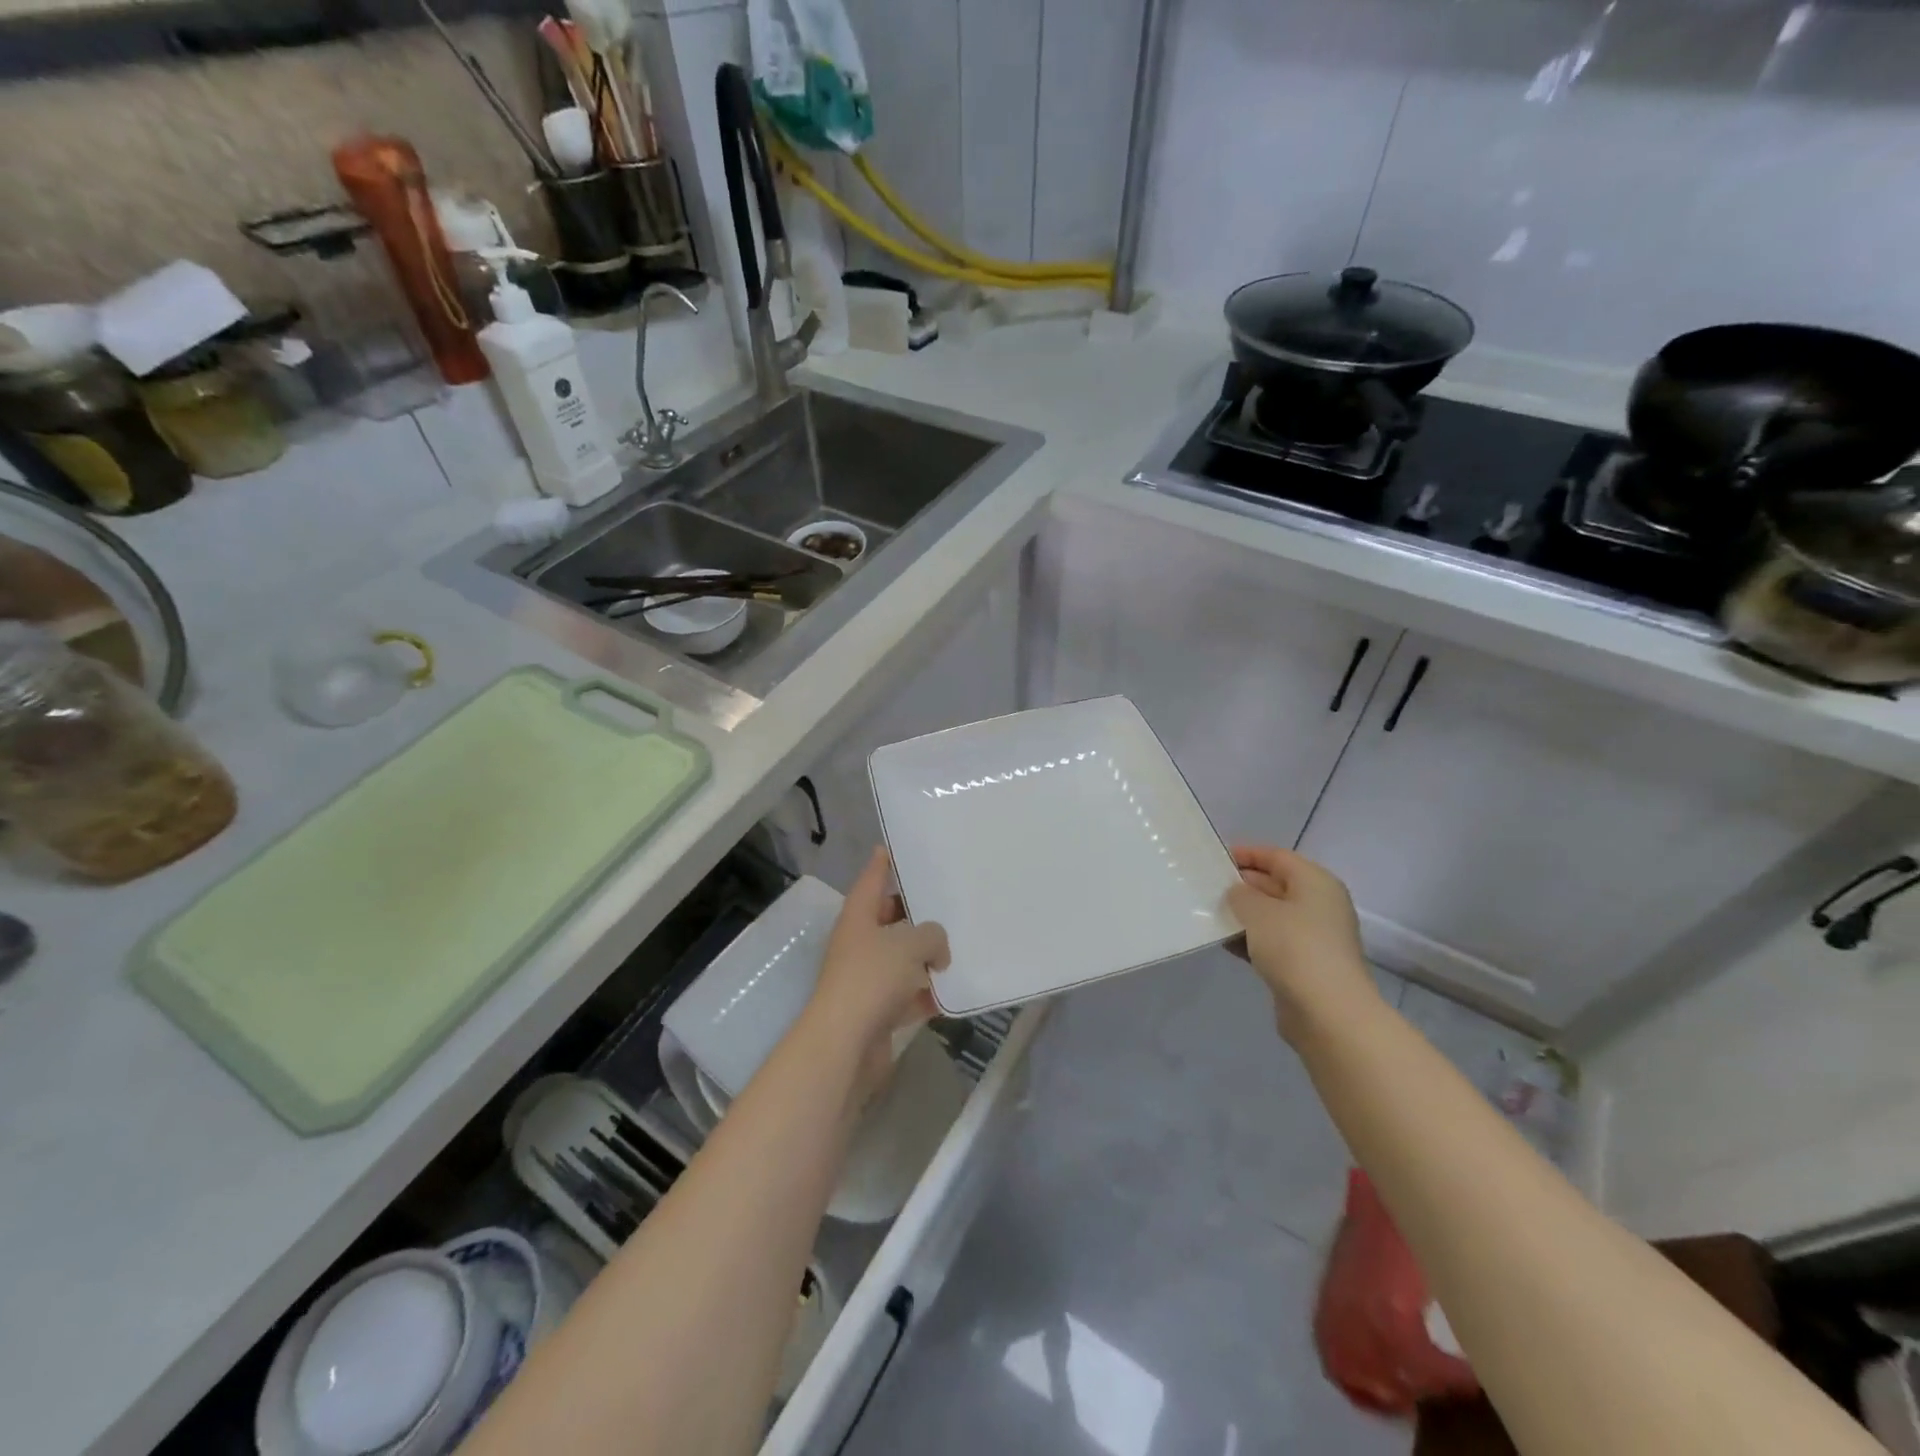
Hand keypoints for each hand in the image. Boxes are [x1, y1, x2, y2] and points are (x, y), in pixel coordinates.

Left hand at [806, 848, 949, 1080]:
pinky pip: (906, 994)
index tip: (890, 848)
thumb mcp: (911, 944)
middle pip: (887, 919)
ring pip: (899, 958)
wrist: (845, 1043)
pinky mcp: (876, 1010)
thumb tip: (937, 949)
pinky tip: (951, 993)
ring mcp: (865, 979)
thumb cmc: (872, 979)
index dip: (881, 864)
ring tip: (957, 946)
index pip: (871, 881)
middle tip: (943, 901)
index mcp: (858, 918)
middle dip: (913, 913)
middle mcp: (858, 944)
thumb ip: (932, 935)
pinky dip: (925, 993)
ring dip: (924, 956)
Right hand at [1226, 845, 1381, 1041]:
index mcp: (1316, 883)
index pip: (1278, 857)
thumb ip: (1241, 894)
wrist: (1328, 1012)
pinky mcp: (1303, 965)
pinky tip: (1222, 941)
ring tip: (1207, 911)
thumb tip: (1237, 893)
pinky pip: (1271, 942)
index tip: (1215, 857)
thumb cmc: (1294, 947)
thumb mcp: (1258, 911)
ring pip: (1271, 916)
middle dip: (1242, 885)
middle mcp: (1319, 905)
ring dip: (1242, 914)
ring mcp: (1313, 937)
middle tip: (1206, 885)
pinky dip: (1249, 939)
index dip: (1247, 854)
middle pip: (1275, 885)